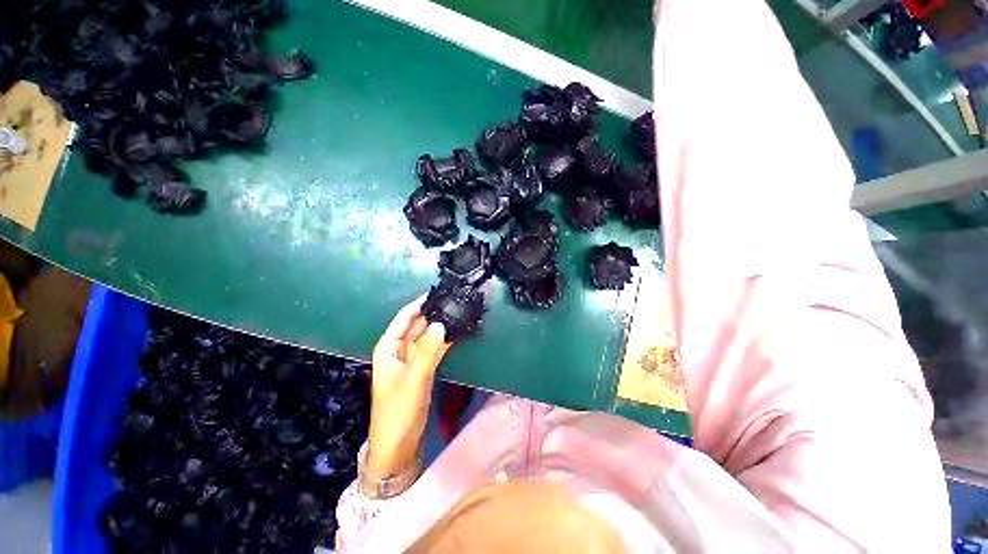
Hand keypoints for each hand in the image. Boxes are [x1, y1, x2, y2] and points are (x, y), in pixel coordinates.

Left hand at [367, 295, 449, 480]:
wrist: (399, 444)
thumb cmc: (399, 411)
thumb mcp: (413, 379)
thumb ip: (427, 351)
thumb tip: (441, 323)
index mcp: (389, 347)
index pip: (405, 317)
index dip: (420, 303)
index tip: (438, 291)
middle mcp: (399, 349)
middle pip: (417, 324)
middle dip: (433, 313)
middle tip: (454, 300)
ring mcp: (412, 359)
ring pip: (427, 336)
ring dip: (440, 325)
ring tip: (458, 311)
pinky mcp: (423, 368)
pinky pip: (434, 348)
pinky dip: (443, 340)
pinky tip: (456, 331)